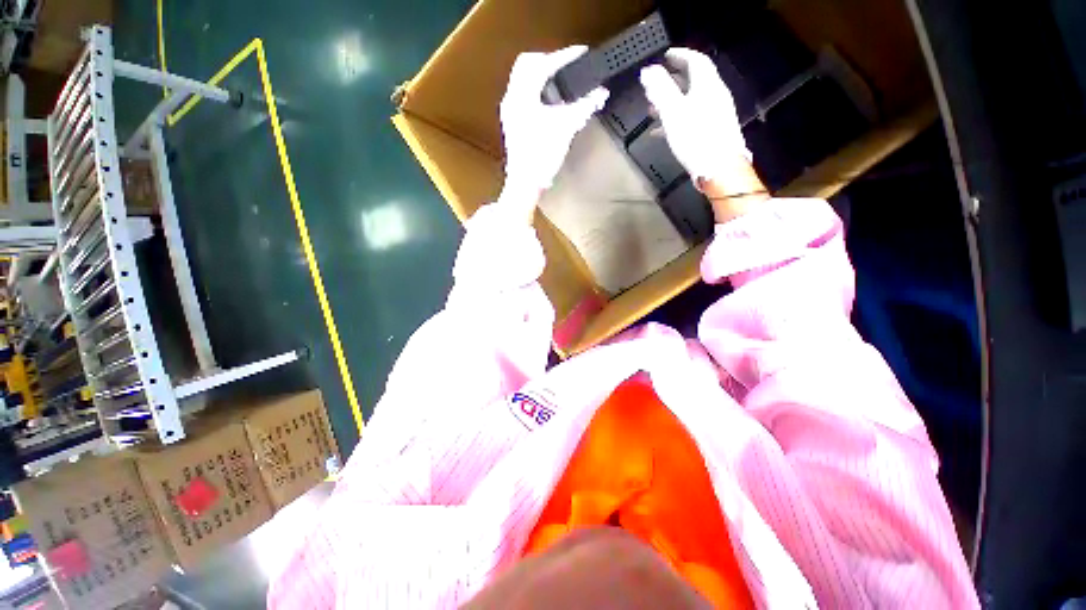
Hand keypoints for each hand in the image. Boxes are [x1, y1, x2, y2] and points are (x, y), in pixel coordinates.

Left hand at [498, 46, 608, 219]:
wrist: (525, 184)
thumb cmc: (541, 156)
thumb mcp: (565, 128)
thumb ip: (583, 107)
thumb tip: (600, 93)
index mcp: (521, 95)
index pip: (542, 63)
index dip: (564, 56)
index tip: (582, 54)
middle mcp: (512, 99)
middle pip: (527, 65)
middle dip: (549, 62)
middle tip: (569, 67)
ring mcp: (510, 112)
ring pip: (524, 81)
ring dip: (543, 77)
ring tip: (563, 83)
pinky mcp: (513, 124)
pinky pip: (525, 96)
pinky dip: (539, 92)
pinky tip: (552, 103)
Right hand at [640, 48, 751, 190]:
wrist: (719, 168)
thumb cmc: (696, 137)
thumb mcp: (674, 112)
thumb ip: (660, 90)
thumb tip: (647, 70)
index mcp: (707, 85)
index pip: (696, 60)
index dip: (680, 55)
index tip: (665, 56)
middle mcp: (714, 95)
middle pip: (693, 81)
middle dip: (673, 80)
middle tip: (655, 83)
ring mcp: (715, 114)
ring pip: (690, 101)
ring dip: (671, 102)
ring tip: (652, 109)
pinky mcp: (712, 132)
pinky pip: (691, 119)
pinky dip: (675, 120)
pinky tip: (660, 131)